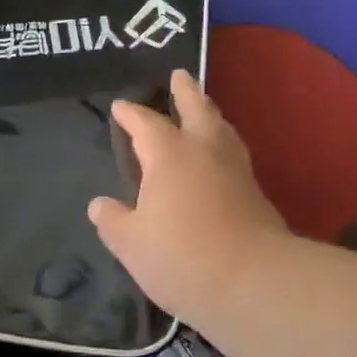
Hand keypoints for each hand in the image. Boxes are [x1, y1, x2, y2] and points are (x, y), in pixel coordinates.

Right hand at [88, 70, 290, 329]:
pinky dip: (224, 145)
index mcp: (169, 155)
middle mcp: (205, 151)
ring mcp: (236, 170)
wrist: (253, 282)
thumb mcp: (131, 244)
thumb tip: (100, 205)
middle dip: (186, 91)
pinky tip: (221, 159)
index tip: (120, 106)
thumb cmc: (181, 257)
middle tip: (180, 74)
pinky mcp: (256, 193)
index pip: (146, 124)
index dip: (131, 114)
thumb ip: (113, 221)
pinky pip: (235, 155)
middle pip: (196, 108)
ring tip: (204, 110)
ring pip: (222, 129)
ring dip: (210, 114)